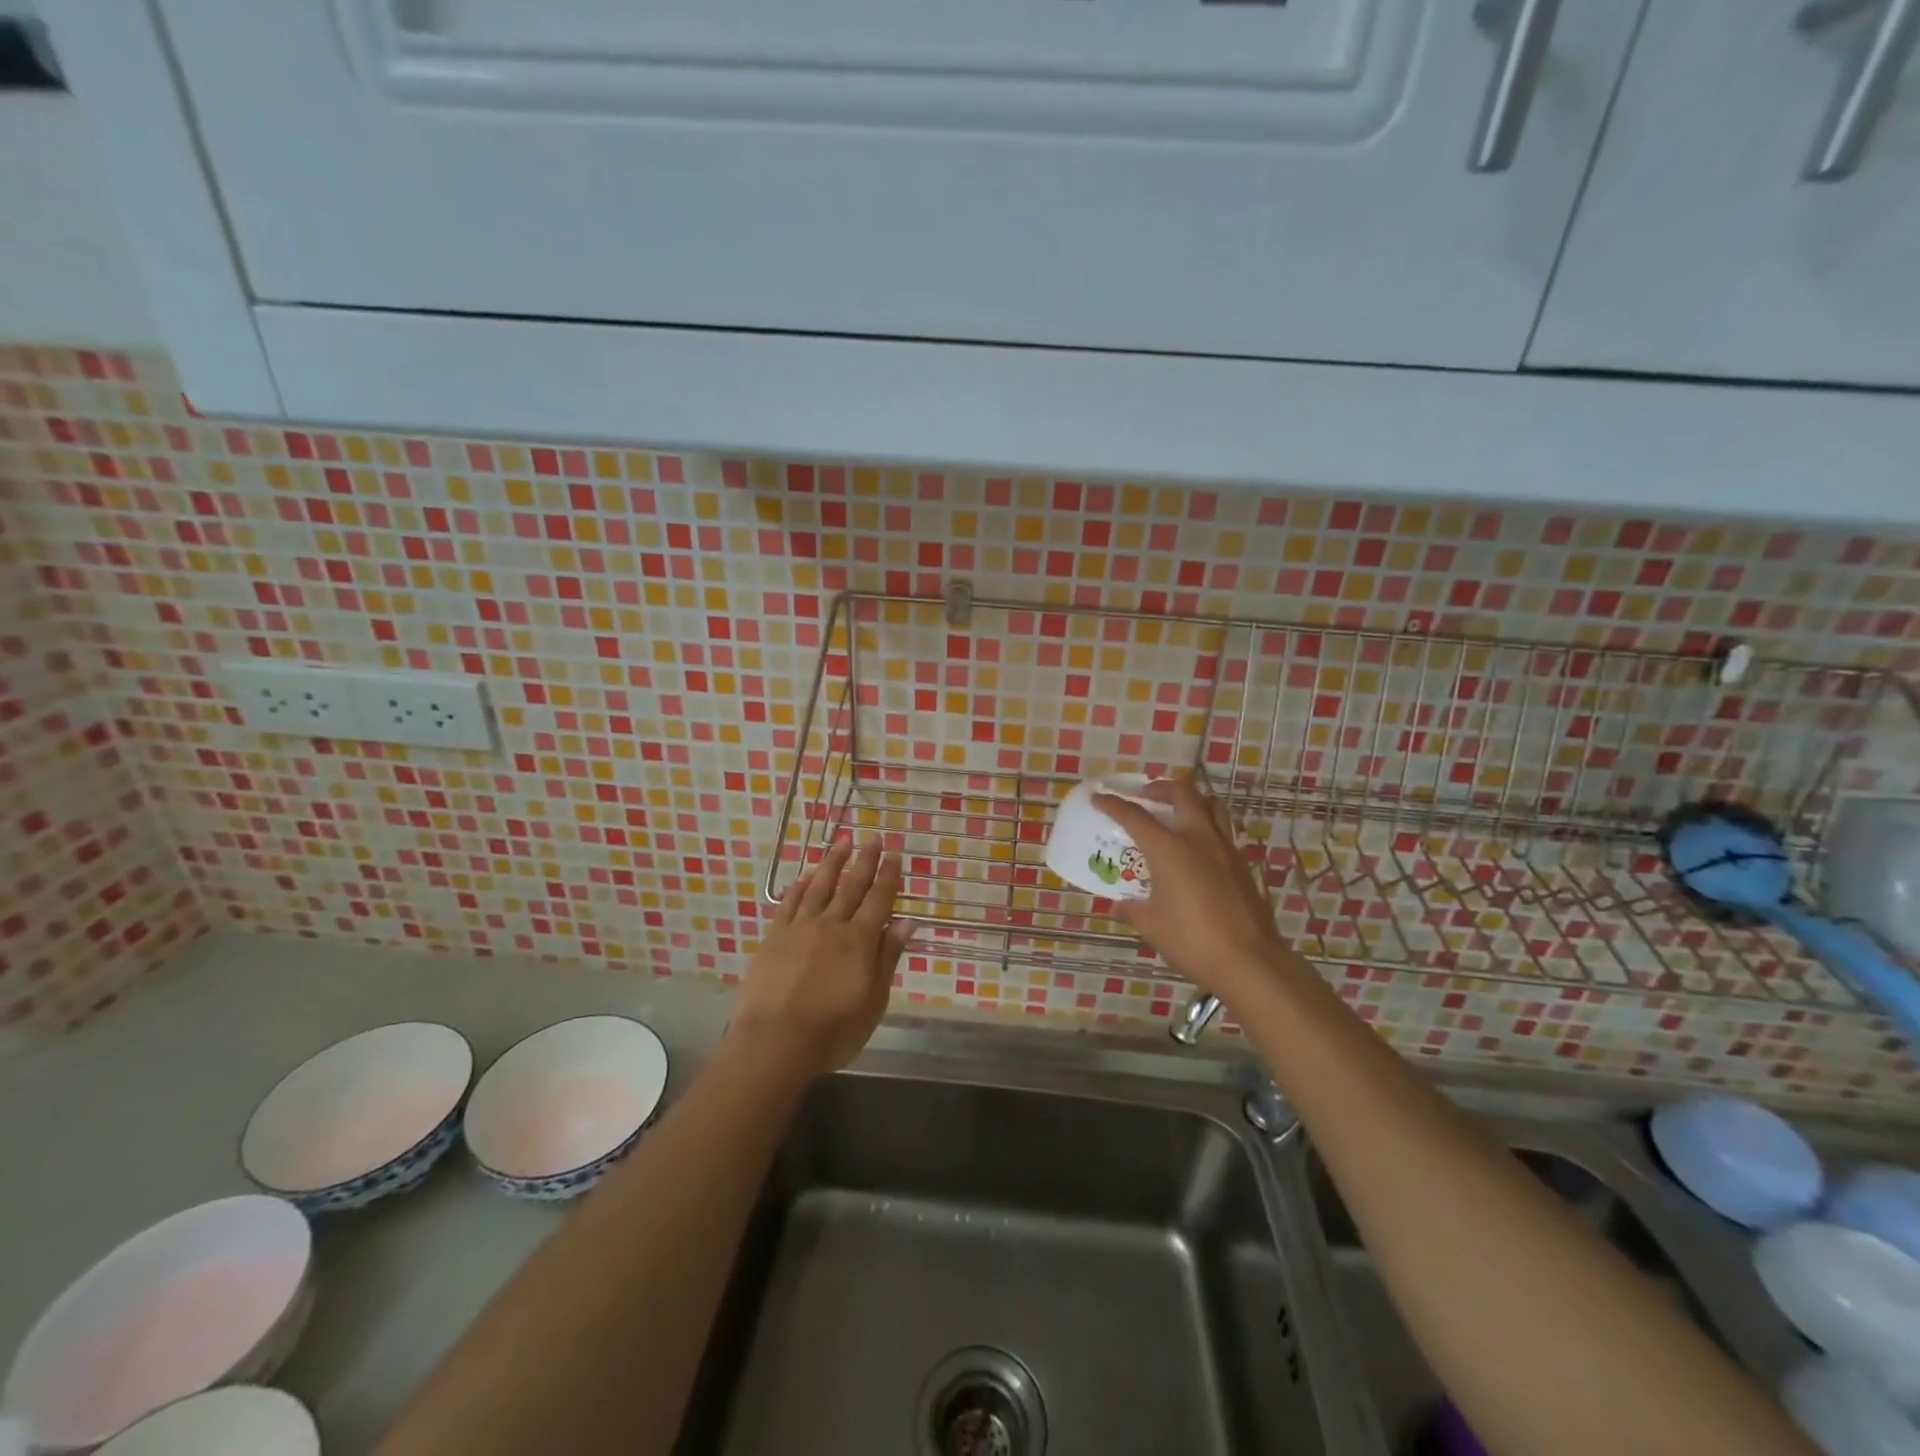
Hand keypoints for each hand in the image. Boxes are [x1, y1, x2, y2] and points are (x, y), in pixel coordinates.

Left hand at [730, 838, 913, 1080]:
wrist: (775, 1041)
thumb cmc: (834, 1030)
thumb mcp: (874, 1000)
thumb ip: (888, 957)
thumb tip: (907, 921)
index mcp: (860, 940)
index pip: (879, 899)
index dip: (888, 876)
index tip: (895, 854)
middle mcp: (832, 925)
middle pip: (851, 886)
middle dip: (864, 860)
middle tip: (873, 837)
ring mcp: (800, 928)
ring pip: (819, 887)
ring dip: (832, 863)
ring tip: (841, 842)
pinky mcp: (774, 938)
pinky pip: (789, 904)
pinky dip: (799, 887)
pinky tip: (804, 876)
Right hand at [1092, 776, 1303, 1003]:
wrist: (1250, 961)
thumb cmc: (1193, 941)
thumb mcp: (1152, 926)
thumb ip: (1132, 909)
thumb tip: (1119, 905)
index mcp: (1169, 849)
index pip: (1135, 816)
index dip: (1113, 804)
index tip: (1099, 797)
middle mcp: (1198, 838)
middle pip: (1182, 793)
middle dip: (1160, 787)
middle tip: (1145, 795)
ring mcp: (1224, 849)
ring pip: (1210, 805)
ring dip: (1190, 800)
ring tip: (1175, 812)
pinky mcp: (1241, 864)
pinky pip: (1221, 830)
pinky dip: (1205, 825)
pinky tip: (1196, 848)